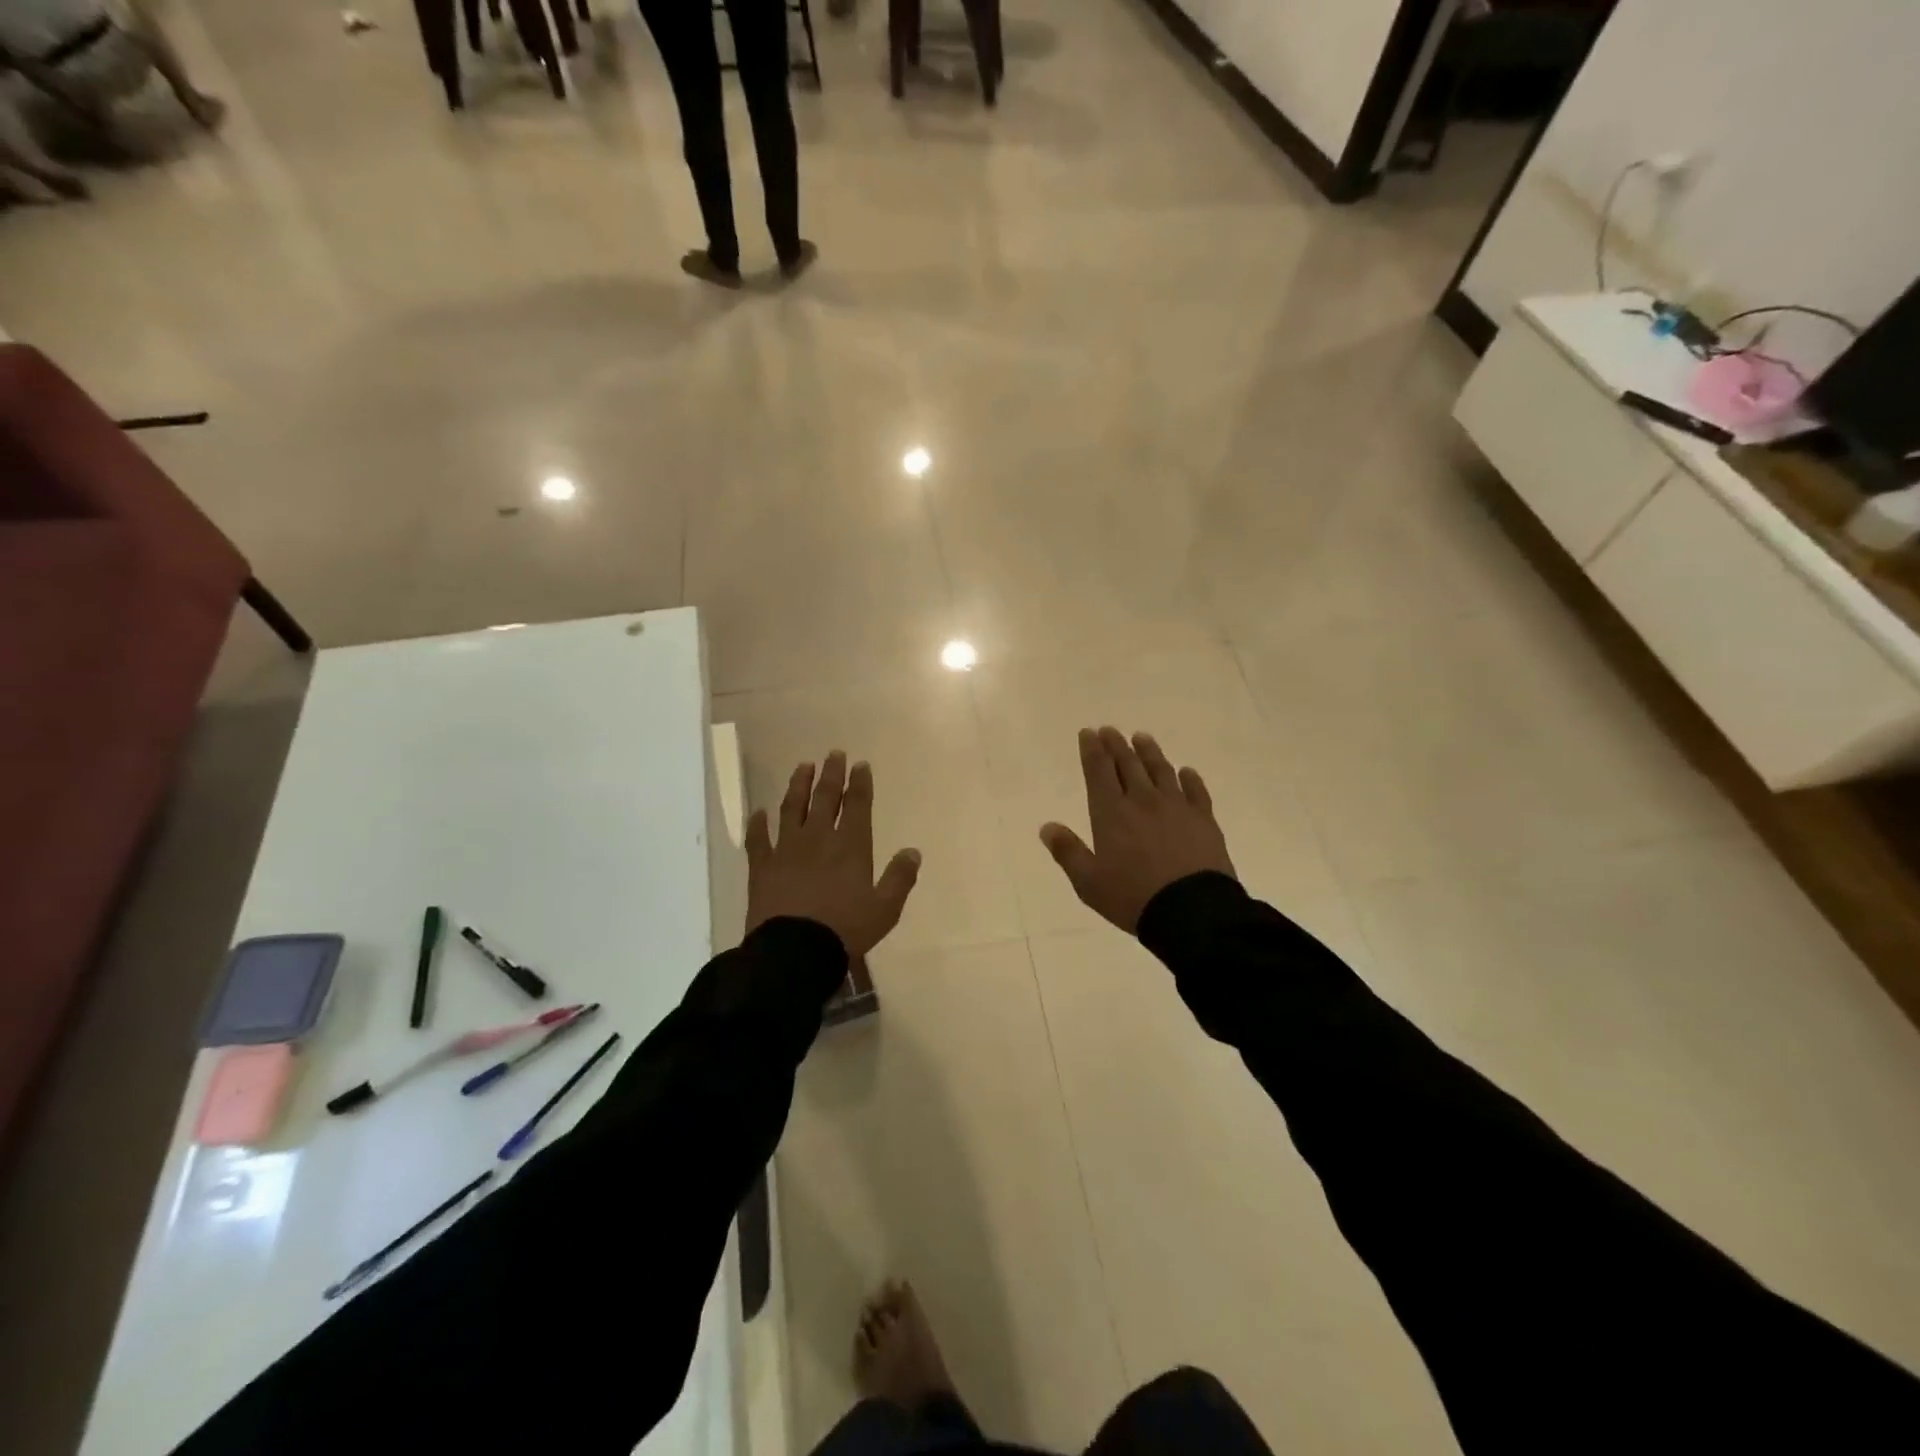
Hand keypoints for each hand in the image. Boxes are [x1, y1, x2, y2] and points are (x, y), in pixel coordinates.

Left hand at [746, 750, 921, 957]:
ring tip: (803, 767)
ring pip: (792, 808)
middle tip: (834, 754)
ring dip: (798, 786)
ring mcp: (787, 850)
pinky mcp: (762, 867)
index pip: (857, 806)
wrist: (793, 951)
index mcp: (851, 847)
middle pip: (825, 798)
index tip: (860, 765)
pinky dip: (757, 823)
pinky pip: (758, 839)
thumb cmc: (844, 930)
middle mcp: (818, 839)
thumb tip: (913, 851)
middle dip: (831, 775)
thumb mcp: (885, 909)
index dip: (860, 783)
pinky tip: (758, 812)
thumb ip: (900, 878)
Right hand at [1040, 728, 1235, 932]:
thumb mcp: (1089, 882)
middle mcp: (1142, 801)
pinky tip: (1186, 772)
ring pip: (1160, 770)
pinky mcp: (1204, 819)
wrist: (1192, 911)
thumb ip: (1068, 852)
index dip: (1092, 750)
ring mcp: (1176, 807)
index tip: (1088, 733)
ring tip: (1141, 738)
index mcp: (1112, 814)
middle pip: (1128, 765)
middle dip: (1116, 745)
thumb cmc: (1133, 897)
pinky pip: (1196, 791)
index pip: (1099, 772)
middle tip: (1110, 730)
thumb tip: (1047, 826)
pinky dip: (1189, 778)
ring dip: (1149, 752)